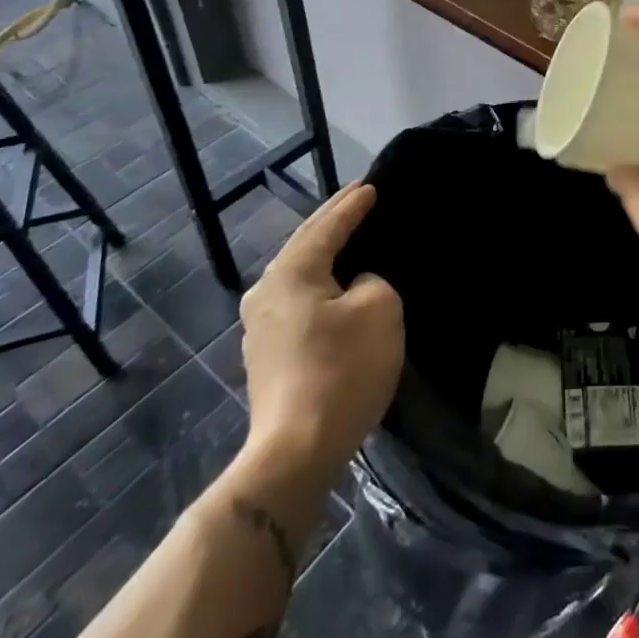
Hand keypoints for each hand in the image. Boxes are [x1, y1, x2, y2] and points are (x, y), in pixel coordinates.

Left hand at [235, 182, 402, 495]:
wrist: (296, 451)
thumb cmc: (342, 370)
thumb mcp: (379, 308)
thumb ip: (371, 280)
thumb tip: (354, 286)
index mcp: (291, 272)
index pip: (328, 226)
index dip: (353, 205)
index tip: (373, 186)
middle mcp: (266, 292)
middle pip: (305, 244)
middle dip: (332, 221)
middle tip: (358, 199)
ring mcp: (259, 326)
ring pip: (299, 274)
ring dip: (323, 252)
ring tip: (347, 235)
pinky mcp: (266, 355)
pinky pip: (298, 300)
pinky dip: (319, 282)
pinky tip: (334, 285)